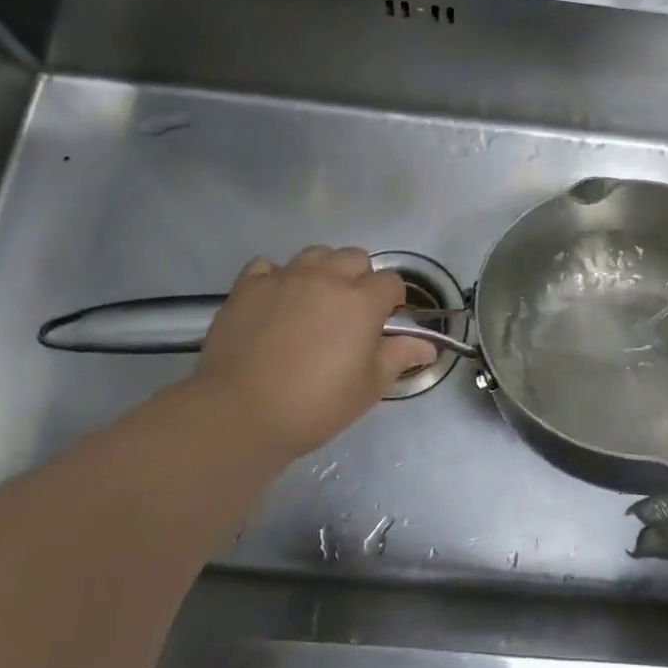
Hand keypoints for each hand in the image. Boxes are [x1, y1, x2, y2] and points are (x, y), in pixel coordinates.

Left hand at [172, 247, 435, 462]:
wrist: (240, 413)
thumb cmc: (315, 405)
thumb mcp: (369, 387)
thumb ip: (400, 356)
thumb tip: (427, 343)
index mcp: (361, 301)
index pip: (391, 282)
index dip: (392, 301)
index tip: (384, 324)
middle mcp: (326, 278)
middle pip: (354, 257)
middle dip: (360, 278)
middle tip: (350, 313)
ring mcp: (284, 277)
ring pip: (315, 254)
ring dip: (322, 271)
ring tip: (314, 302)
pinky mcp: (248, 286)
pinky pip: (268, 266)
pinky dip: (277, 277)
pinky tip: (275, 302)